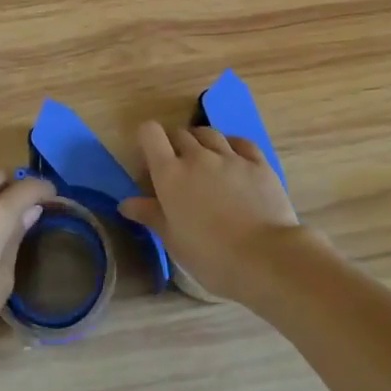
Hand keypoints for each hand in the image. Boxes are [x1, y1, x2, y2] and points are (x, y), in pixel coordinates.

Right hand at [121, 123, 307, 303]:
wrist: (264, 257)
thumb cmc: (210, 255)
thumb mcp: (173, 240)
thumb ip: (150, 215)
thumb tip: (126, 203)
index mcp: (170, 174)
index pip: (150, 134)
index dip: (147, 139)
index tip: (150, 158)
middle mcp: (198, 156)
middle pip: (180, 133)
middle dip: (174, 145)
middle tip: (178, 169)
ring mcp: (230, 156)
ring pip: (209, 133)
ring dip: (201, 141)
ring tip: (205, 160)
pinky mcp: (258, 162)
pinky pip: (240, 142)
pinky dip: (232, 145)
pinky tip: (234, 158)